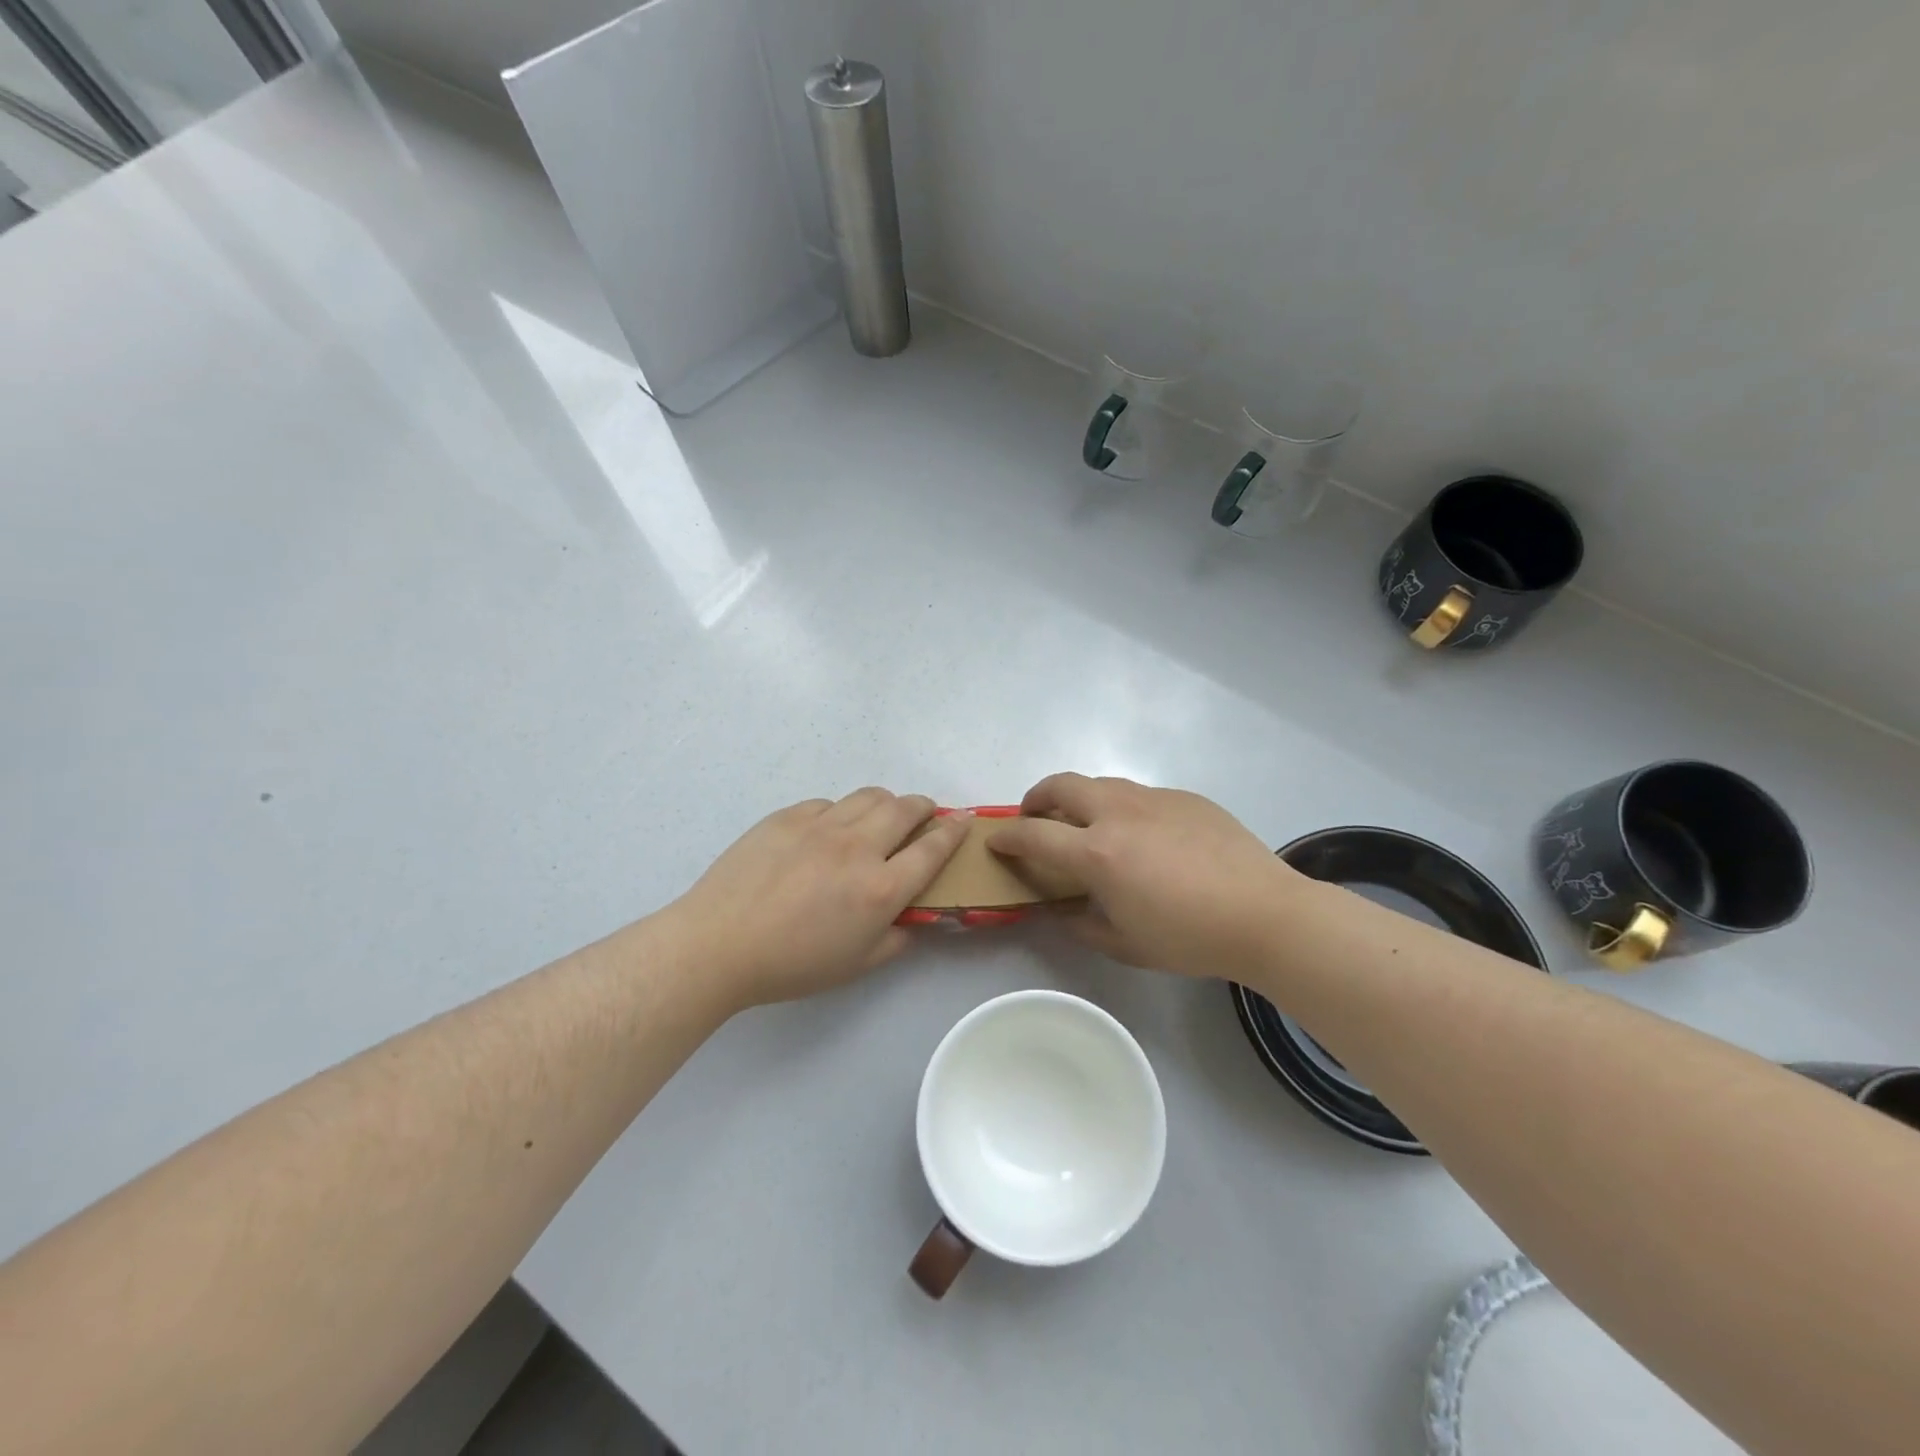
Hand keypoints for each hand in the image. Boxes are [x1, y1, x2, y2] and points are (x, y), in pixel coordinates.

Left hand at [667, 789, 968, 1011]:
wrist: (718, 944)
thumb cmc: (792, 965)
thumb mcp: (857, 965)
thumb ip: (897, 938)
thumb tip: (915, 918)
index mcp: (880, 888)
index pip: (932, 849)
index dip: (954, 831)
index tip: (964, 819)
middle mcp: (858, 847)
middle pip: (905, 808)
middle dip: (924, 807)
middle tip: (924, 815)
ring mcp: (820, 825)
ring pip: (869, 796)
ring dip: (886, 803)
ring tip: (881, 817)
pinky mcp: (788, 816)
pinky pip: (828, 803)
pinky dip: (841, 812)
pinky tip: (829, 832)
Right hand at [988, 773, 1304, 978]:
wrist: (1266, 914)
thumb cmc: (1190, 937)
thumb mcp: (1125, 944)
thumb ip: (1080, 924)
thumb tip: (1058, 911)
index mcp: (1097, 852)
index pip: (1034, 834)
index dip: (1007, 837)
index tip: (996, 841)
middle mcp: (1118, 813)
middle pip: (1060, 785)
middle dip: (1036, 797)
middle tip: (1035, 818)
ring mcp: (1154, 799)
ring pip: (1100, 783)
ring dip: (1079, 799)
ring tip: (1086, 825)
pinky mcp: (1185, 797)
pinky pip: (1140, 794)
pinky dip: (1121, 808)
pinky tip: (1142, 837)